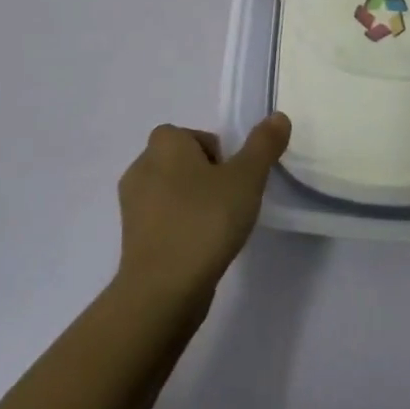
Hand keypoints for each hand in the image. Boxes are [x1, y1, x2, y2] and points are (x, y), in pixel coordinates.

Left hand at [114, 113, 290, 312]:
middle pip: (183, 162)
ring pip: (172, 192)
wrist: (162, 292)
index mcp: (164, 144)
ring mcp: (131, 205)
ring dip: (193, 204)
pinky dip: (180, 228)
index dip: (218, 154)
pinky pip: (162, 221)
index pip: (195, 135)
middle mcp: (141, 166)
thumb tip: (278, 116)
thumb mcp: (246, 178)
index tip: (233, 180)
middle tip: (229, 203)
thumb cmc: (204, 222)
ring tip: (217, 229)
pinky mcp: (131, 240)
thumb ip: (263, 145)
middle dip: (206, 178)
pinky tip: (199, 250)